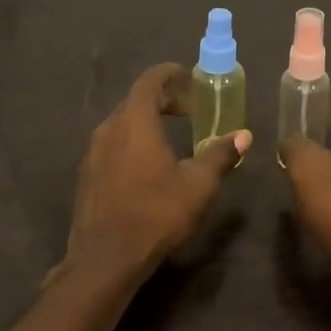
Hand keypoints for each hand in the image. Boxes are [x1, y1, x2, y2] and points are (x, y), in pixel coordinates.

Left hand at [62, 63, 251, 278]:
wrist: (106, 256)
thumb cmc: (156, 213)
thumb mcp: (198, 185)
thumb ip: (220, 155)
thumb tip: (244, 135)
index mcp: (135, 122)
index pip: (149, 81)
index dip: (168, 74)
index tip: (186, 76)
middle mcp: (108, 129)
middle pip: (134, 101)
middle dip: (162, 100)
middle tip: (188, 111)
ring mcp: (92, 153)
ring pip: (121, 125)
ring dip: (145, 123)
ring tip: (169, 138)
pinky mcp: (86, 176)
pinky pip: (111, 146)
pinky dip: (131, 143)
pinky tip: (146, 167)